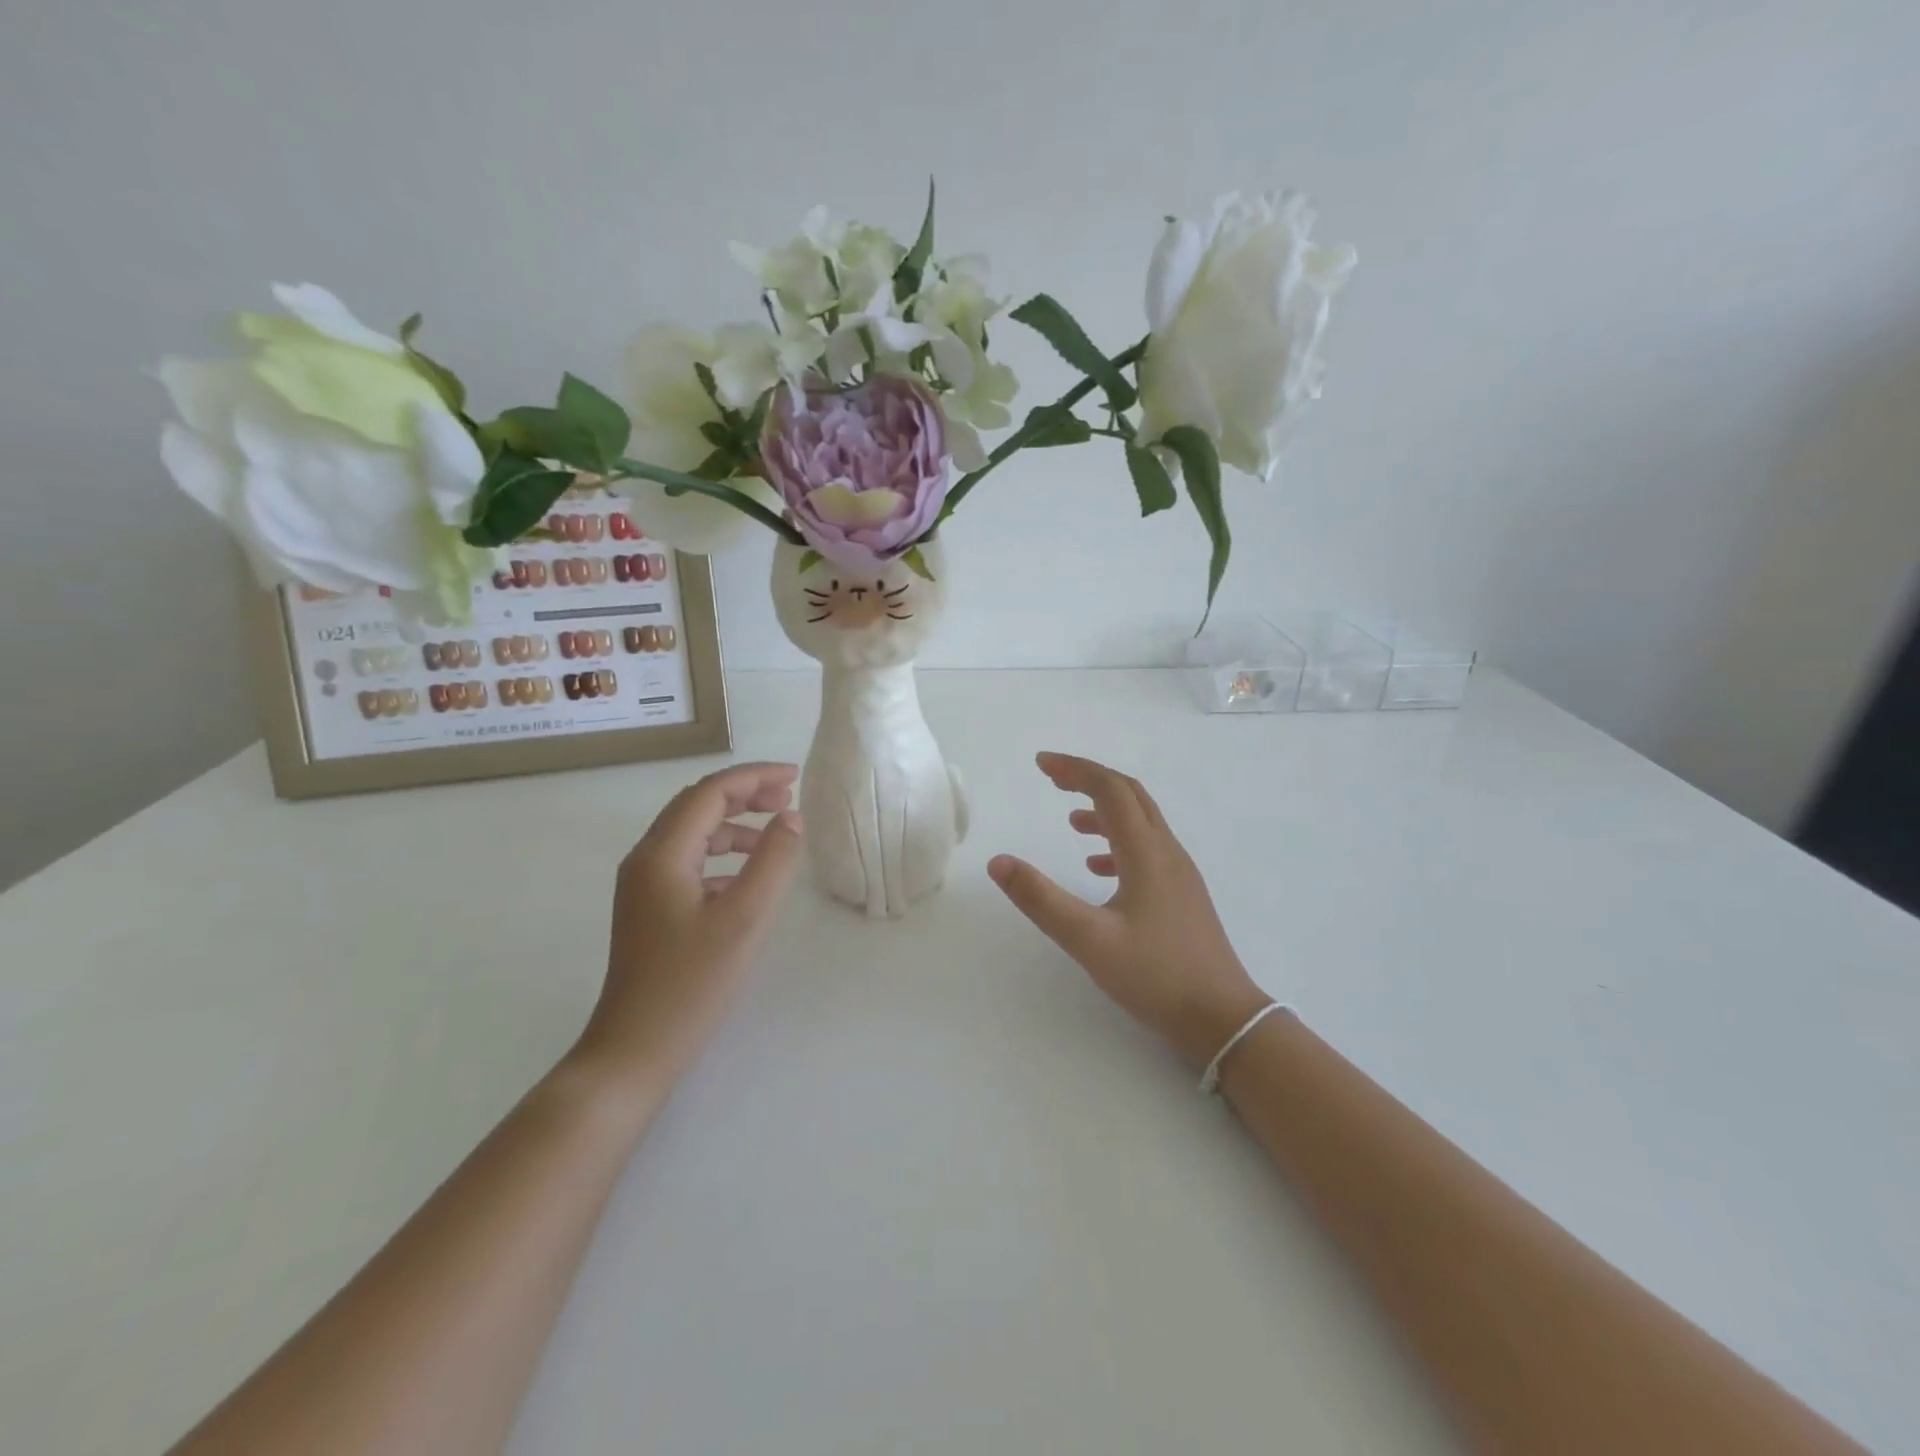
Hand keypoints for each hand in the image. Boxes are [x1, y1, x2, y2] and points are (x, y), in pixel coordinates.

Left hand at [573, 762, 802, 1094]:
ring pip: (692, 834)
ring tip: (774, 833)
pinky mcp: (650, 909)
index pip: (709, 792)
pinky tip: (748, 877)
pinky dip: (722, 855)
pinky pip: (689, 862)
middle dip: (744, 794)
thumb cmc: (691, 984)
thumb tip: (790, 818)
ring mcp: (644, 886)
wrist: (634, 1051)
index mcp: (662, 854)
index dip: (754, 778)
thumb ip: (773, 861)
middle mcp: (645, 860)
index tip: (795, 778)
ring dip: (734, 824)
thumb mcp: (745, 918)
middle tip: (787, 798)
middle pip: (696, 806)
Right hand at [988, 752, 1268, 1068]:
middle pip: (1129, 795)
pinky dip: (1118, 843)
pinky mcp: (1182, 894)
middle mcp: (1166, 852)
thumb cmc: (1155, 976)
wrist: (1222, 1018)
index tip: (1041, 764)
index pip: (1109, 790)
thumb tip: (998, 862)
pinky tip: (1098, 868)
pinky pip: (1148, 850)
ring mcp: (1179, 873)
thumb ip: (1041, 899)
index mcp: (1146, 852)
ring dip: (1105, 810)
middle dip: (1090, 779)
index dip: (1075, 769)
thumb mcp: (1088, 940)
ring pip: (1141, 822)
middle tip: (1053, 778)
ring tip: (1070, 821)